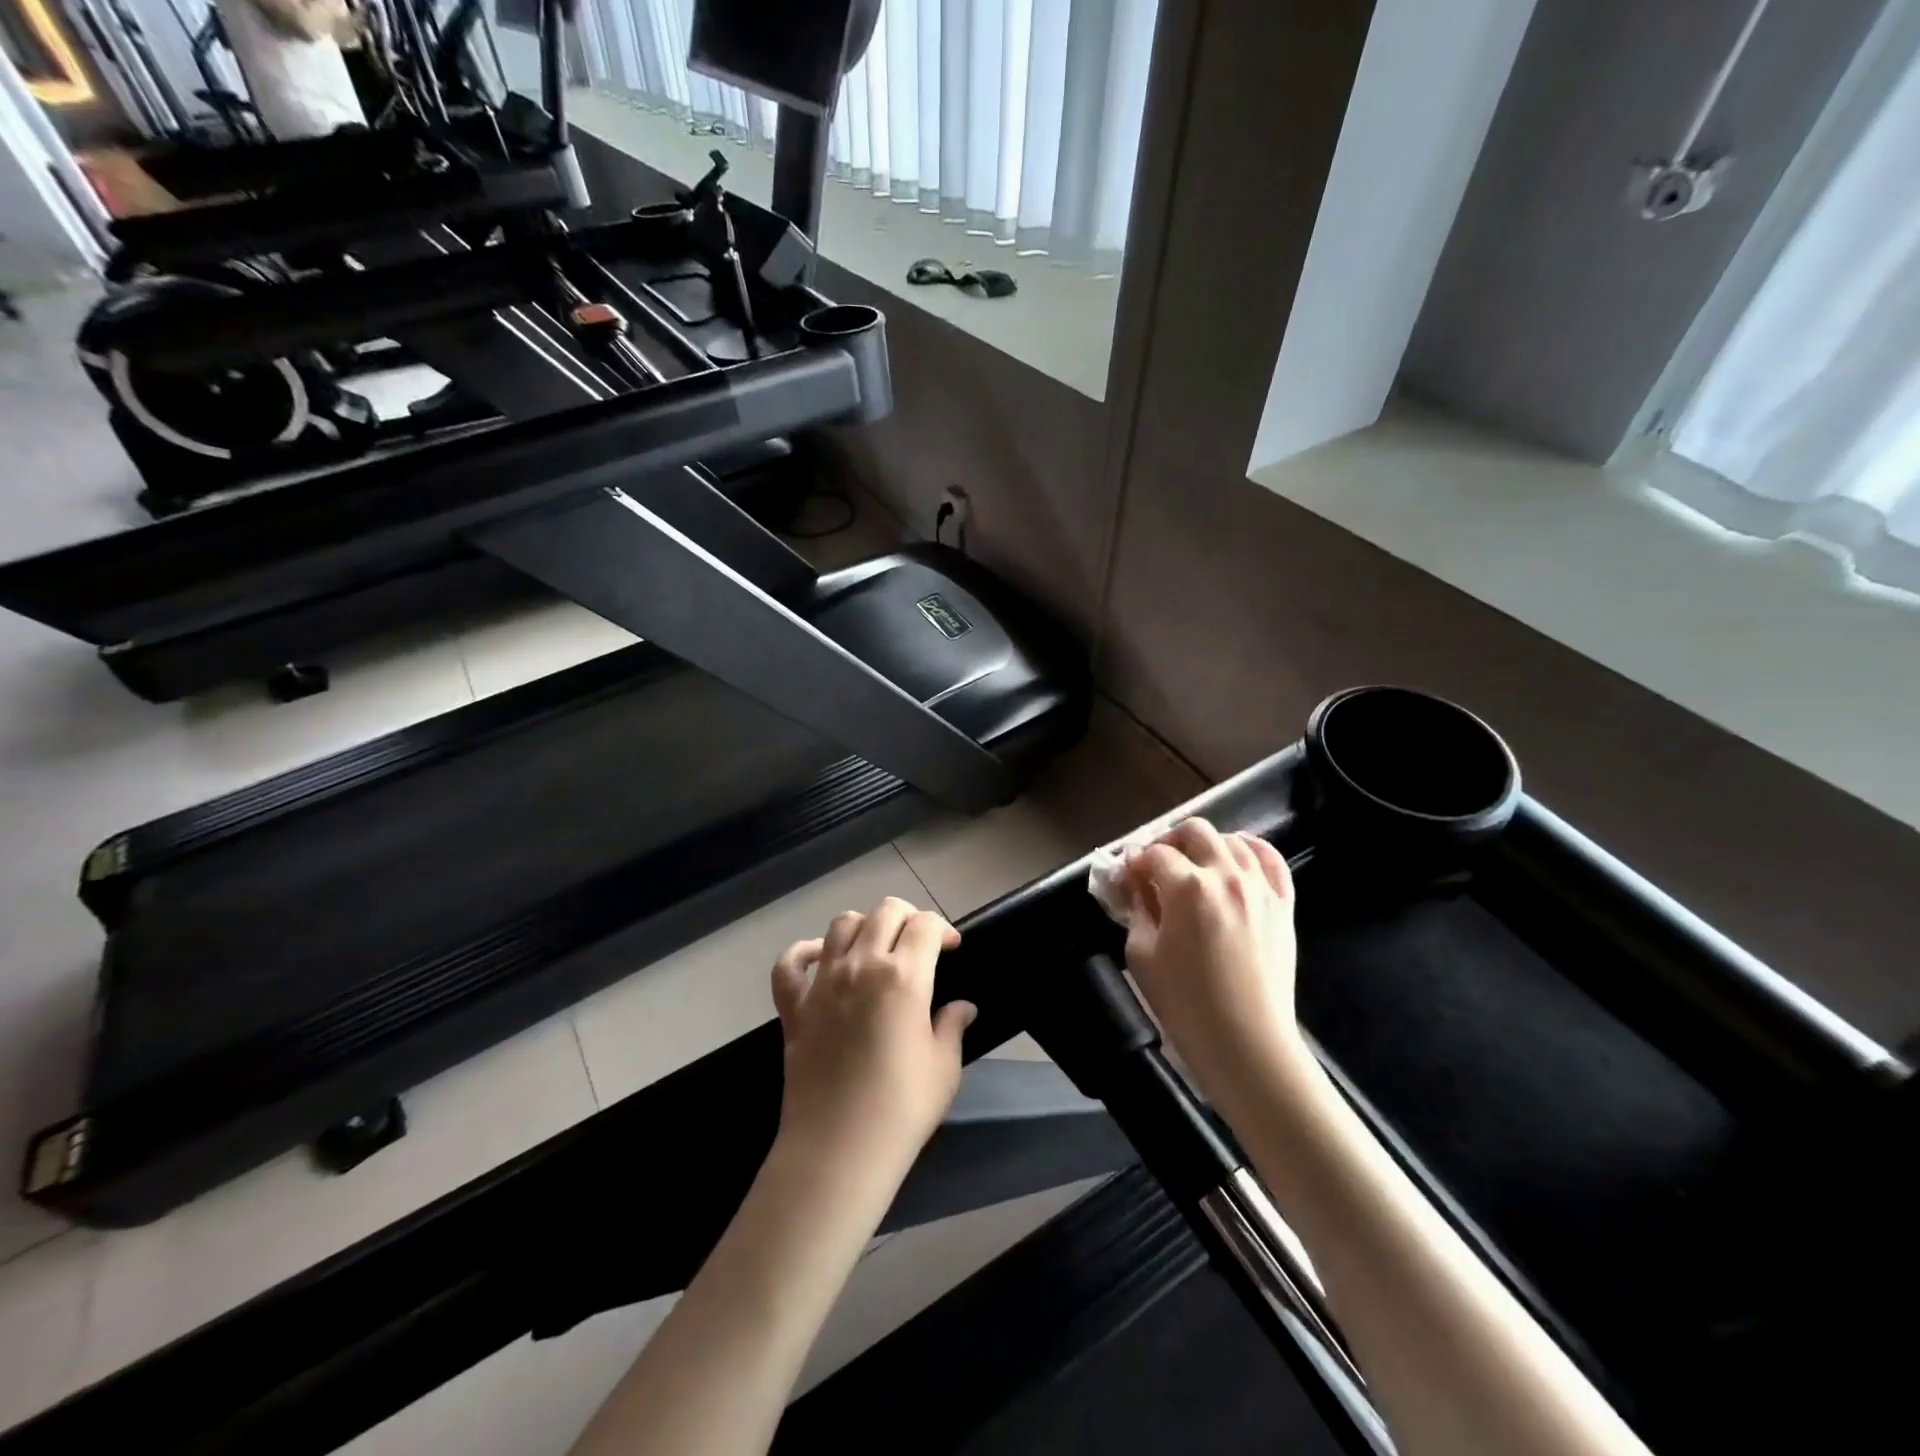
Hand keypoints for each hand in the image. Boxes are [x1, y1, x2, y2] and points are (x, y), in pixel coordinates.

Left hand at [771, 898, 975, 1175]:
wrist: (838, 1150)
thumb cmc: (901, 1109)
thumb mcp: (944, 1067)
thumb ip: (952, 1026)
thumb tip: (963, 1007)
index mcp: (904, 977)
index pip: (925, 925)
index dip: (942, 928)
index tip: (951, 948)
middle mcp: (861, 966)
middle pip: (885, 912)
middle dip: (909, 917)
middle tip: (919, 943)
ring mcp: (822, 983)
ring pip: (841, 924)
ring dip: (864, 926)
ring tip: (876, 948)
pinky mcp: (794, 1007)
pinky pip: (789, 964)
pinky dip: (803, 952)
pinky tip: (819, 958)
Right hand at [1123, 819, 1308, 1100]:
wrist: (1246, 1044)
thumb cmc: (1185, 1004)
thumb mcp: (1142, 955)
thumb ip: (1137, 909)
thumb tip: (1136, 884)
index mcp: (1187, 887)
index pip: (1154, 854)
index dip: (1135, 861)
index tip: (1126, 875)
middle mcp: (1226, 876)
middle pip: (1195, 832)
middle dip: (1170, 841)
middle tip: (1157, 865)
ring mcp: (1260, 888)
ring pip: (1233, 840)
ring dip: (1208, 845)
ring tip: (1195, 866)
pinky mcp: (1283, 904)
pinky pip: (1271, 860)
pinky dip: (1251, 850)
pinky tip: (1237, 859)